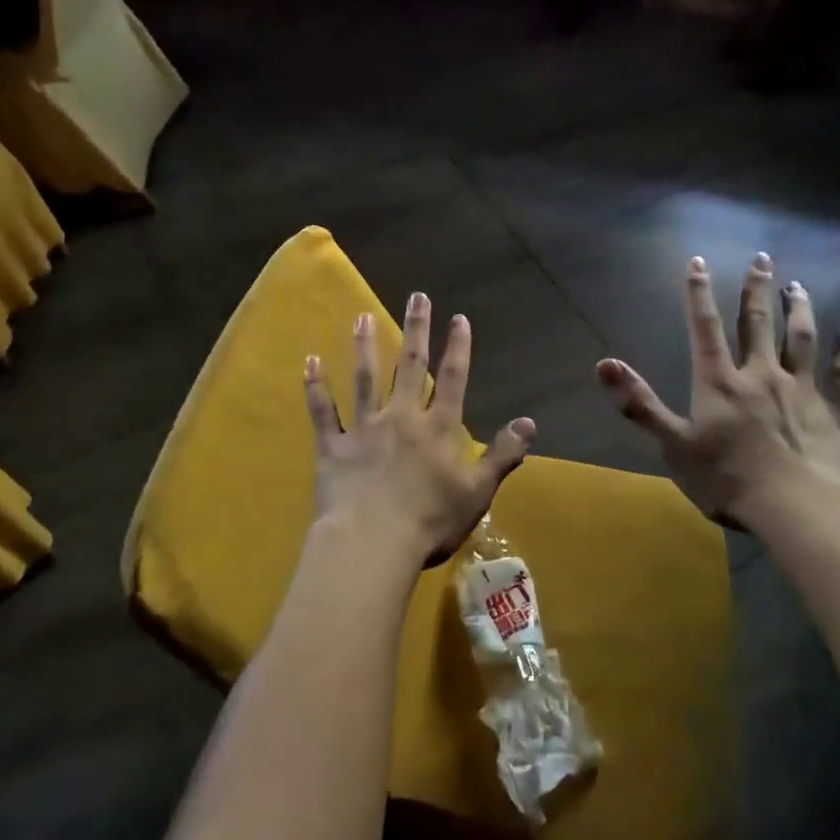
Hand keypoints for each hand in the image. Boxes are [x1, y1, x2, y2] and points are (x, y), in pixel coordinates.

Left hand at [304, 292, 535, 572]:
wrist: (372, 543)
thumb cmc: (430, 522)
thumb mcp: (478, 492)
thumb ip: (502, 455)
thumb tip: (530, 422)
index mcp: (437, 429)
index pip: (452, 379)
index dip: (457, 347)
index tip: (458, 317)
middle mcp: (401, 417)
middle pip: (409, 366)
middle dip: (415, 329)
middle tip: (417, 296)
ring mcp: (363, 428)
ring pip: (364, 378)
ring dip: (364, 345)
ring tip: (362, 316)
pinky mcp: (332, 446)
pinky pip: (322, 411)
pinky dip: (315, 386)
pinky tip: (310, 361)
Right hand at [596, 254, 839, 532]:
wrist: (797, 507)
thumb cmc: (728, 479)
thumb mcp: (674, 445)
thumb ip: (640, 403)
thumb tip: (604, 364)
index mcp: (719, 382)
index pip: (705, 328)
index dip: (699, 294)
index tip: (698, 262)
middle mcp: (760, 374)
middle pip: (757, 323)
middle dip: (756, 289)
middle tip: (762, 258)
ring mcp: (799, 389)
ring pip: (799, 338)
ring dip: (799, 308)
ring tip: (797, 285)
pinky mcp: (831, 410)